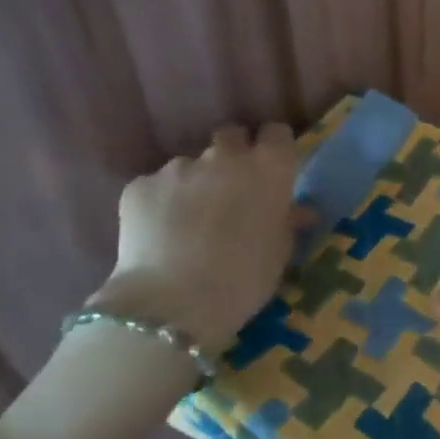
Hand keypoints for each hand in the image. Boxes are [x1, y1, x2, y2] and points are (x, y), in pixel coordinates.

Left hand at [84, 123, 298, 352]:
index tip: (270, 168)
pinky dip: (160, 203)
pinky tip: (159, 235)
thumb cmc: (244, 280)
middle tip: (229, 192)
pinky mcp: (140, 185)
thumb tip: (298, 211)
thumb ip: (287, 222)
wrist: (173, 305)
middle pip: (231, 138)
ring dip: (194, 184)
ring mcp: (180, 167)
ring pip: (191, 165)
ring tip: (188, 223)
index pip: (276, 133)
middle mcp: (226, 156)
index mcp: (269, 168)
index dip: (272, 148)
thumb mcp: (279, 254)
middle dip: (231, 157)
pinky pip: (156, 186)